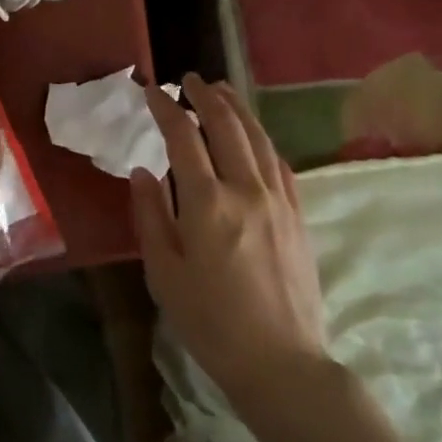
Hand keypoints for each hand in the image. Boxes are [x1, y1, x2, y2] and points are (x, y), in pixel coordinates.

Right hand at [132, 73, 326, 406]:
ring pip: (258, 138)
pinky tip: (254, 136)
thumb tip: (143, 171)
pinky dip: (262, 140)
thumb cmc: (210, 322)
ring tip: (222, 89)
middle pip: (227, 125)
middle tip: (189, 79)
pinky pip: (279, 163)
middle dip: (206, 95)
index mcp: (207, 203)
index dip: (167, 108)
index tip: (153, 90)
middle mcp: (246, 190)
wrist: (280, 361)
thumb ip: (150, 215)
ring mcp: (278, 200)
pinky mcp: (298, 216)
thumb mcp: (163, 272)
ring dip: (237, 108)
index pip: (184, 137)